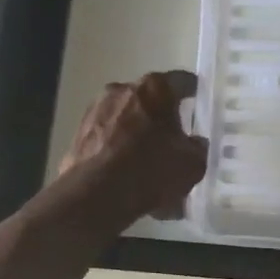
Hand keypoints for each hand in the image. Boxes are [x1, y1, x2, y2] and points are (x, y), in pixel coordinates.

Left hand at [58, 70, 208, 219]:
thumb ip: (198, 147)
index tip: (200, 104)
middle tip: (175, 140)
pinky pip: (109, 139)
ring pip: (127, 120)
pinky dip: (120, 152)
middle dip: (163, 118)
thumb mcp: (192, 163)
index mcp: (155, 88)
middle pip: (150, 100)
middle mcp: (122, 90)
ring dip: (138, 135)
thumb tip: (194, 143)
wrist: (95, 196)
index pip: (182, 81)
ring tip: (150, 165)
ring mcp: (96, 111)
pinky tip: (129, 176)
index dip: (194, 93)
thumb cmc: (151, 170)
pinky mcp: (79, 134)